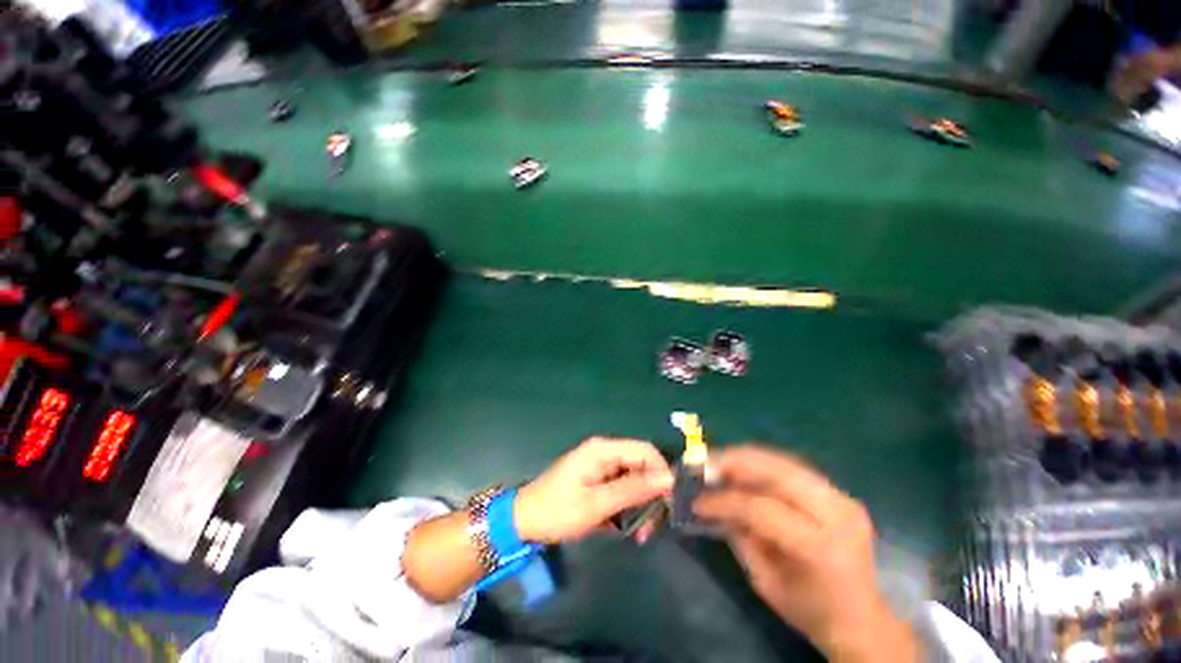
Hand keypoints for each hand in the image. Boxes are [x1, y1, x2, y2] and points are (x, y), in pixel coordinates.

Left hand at [514, 437, 673, 543]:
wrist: (524, 520)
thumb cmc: (558, 510)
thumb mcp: (597, 504)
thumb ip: (632, 489)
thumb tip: (667, 478)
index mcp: (603, 449)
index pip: (645, 451)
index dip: (661, 472)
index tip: (669, 502)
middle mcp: (605, 452)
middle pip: (641, 465)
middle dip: (651, 494)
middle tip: (652, 527)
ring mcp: (600, 466)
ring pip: (634, 479)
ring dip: (640, 505)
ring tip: (639, 534)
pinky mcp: (597, 479)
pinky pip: (621, 488)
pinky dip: (627, 506)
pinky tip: (626, 528)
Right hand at [693, 446, 918, 662]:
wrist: (863, 620)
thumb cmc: (811, 612)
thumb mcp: (766, 582)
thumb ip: (740, 537)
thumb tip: (712, 503)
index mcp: (821, 548)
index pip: (763, 508)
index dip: (725, 500)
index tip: (697, 501)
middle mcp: (836, 515)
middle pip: (777, 470)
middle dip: (734, 461)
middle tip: (704, 464)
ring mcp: (843, 499)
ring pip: (784, 462)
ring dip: (746, 458)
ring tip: (718, 463)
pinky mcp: (840, 493)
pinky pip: (792, 469)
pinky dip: (762, 465)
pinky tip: (743, 471)